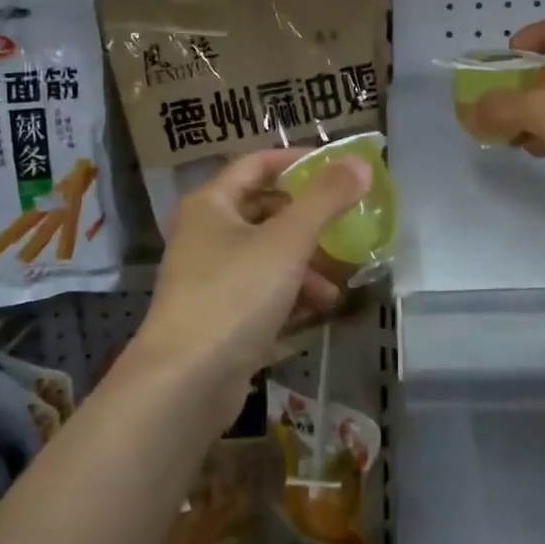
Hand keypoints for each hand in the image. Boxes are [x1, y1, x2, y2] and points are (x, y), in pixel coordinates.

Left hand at [129, 149, 369, 411]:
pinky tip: (319, 307)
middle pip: (264, 210)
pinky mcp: (219, 315)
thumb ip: (325, 200)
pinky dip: (291, 292)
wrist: (185, 382)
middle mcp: (206, 234)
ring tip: (338, 279)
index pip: (256, 164)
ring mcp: (210, 277)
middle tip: (345, 223)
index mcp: (211, 204)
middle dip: (307, 219)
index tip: (338, 168)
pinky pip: (262, 290)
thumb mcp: (286, 241)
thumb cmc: (234, 295)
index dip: (297, 161)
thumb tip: (360, 162)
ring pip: (267, 254)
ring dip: (304, 261)